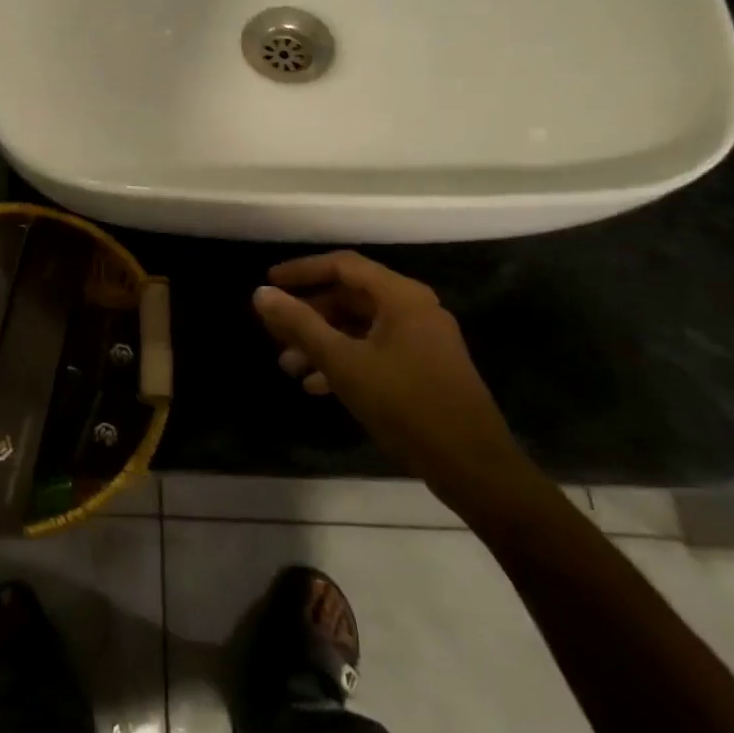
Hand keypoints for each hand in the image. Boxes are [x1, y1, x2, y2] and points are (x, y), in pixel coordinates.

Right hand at [252, 251, 532, 519]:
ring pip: (360, 327)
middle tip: (275, 333)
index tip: (269, 282)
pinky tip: (317, 386)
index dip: (302, 271)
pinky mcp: (424, 369)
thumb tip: (260, 293)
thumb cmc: (406, 405)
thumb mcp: (343, 363)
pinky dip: (344, 360)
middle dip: (309, 315)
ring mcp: (422, 340)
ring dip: (322, 342)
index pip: (343, 265)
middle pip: (350, 296)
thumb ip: (300, 325)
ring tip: (289, 366)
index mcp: (401, 297)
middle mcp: (415, 309)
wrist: (473, 467)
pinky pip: (375, 350)